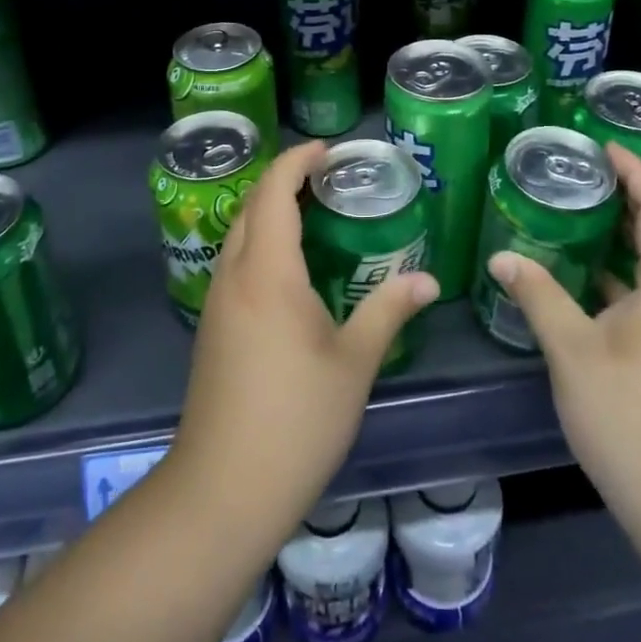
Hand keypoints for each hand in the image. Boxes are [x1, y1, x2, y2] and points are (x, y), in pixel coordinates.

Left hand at [169, 139, 438, 549]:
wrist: (221, 492)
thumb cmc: (296, 420)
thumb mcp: (354, 363)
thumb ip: (389, 311)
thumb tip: (428, 281)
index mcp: (267, 272)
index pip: (274, 191)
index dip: (298, 160)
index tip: (329, 149)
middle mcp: (234, 275)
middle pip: (252, 205)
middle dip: (285, 179)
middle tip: (330, 177)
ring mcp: (217, 302)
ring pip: (239, 234)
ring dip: (271, 210)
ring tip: (316, 212)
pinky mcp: (212, 328)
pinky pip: (236, 262)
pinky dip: (262, 242)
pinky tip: (292, 268)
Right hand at [485, 142, 640, 544]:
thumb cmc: (630, 416)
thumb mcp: (573, 351)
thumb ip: (538, 295)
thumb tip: (501, 256)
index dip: (635, 171)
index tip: (603, 144)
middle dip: (638, 192)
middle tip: (592, 170)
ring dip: (639, 228)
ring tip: (594, 207)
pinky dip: (636, 265)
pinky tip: (599, 272)